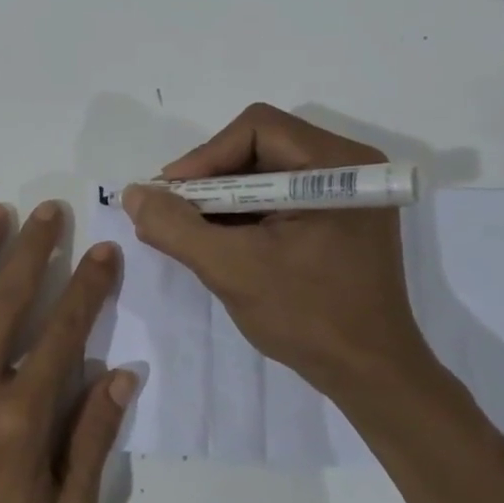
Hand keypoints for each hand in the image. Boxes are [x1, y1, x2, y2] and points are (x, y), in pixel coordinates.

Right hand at [122, 103, 441, 403]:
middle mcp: (349, 167)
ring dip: (223, 198)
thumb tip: (134, 194)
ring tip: (190, 230)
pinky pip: (280, 197)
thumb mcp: (231, 268)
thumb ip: (176, 227)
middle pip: (260, 146)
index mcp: (337, 166)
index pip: (256, 129)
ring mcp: (347, 194)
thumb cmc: (307, 316)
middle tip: (174, 212)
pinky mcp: (339, 219)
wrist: (369, 374)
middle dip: (210, 179)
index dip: (205, 156)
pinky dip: (244, 214)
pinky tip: (220, 241)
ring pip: (266, 172)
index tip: (170, 196)